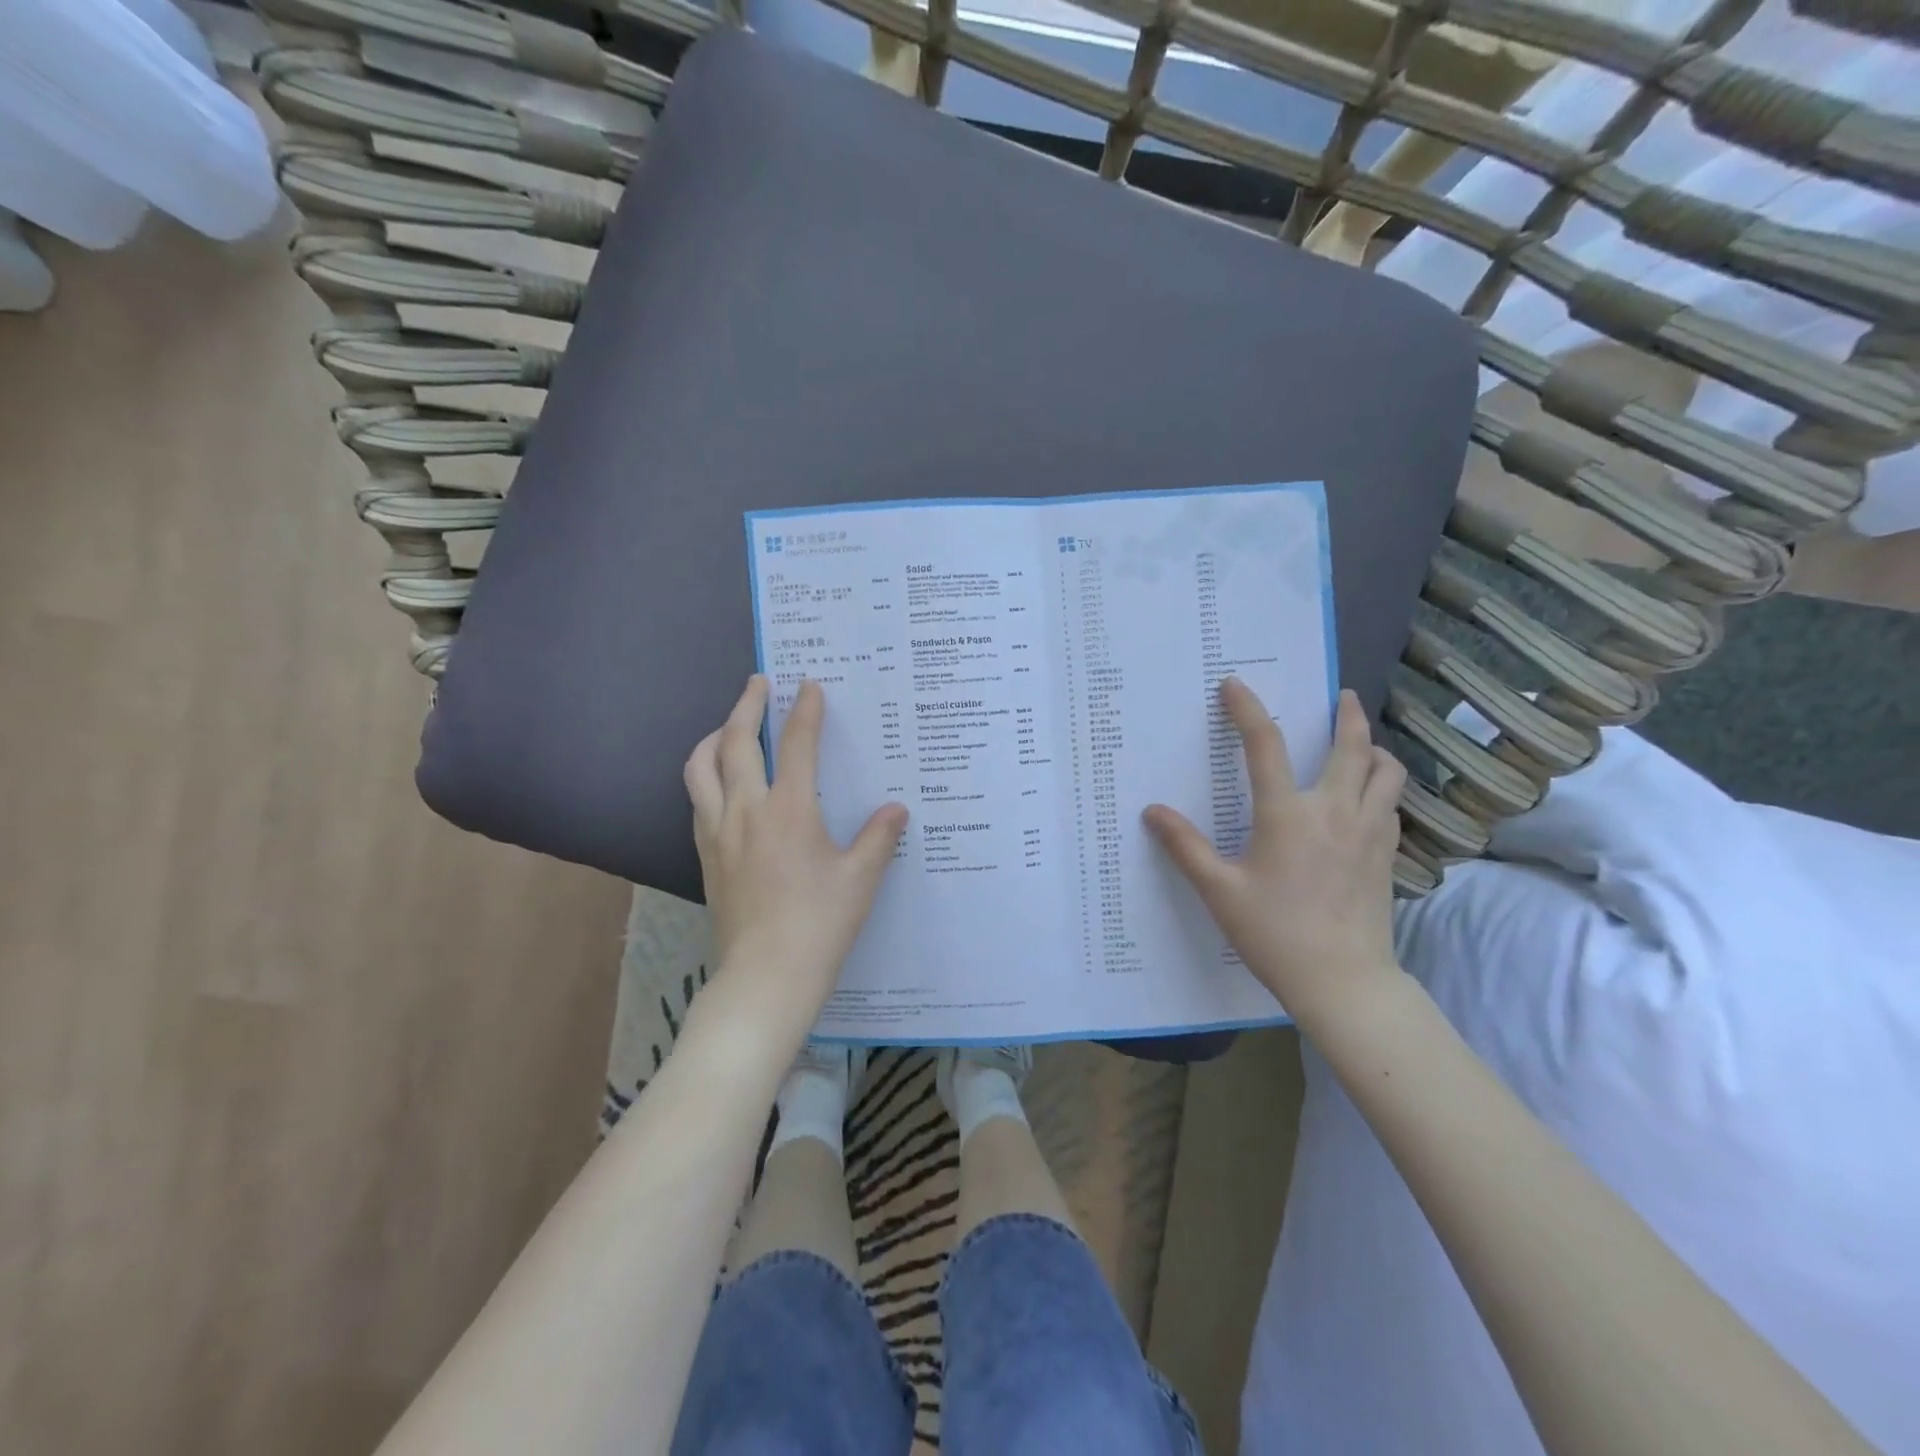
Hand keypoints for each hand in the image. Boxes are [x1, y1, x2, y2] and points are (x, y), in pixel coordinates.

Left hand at [684, 675, 908, 1030]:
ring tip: (726, 727)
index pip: (796, 745)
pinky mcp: (704, 856)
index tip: (808, 685)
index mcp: (789, 810)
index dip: (805, 711)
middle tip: (758, 683)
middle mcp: (746, 811)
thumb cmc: (819, 924)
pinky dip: (705, 776)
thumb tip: (897, 809)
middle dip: (746, 706)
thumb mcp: (860, 879)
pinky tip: (719, 784)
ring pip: (700, 768)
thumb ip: (879, 837)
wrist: (765, 977)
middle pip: (734, 742)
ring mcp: (718, 833)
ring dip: (712, 737)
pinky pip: (696, 801)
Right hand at [1144, 679, 1405, 1025]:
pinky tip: (1368, 800)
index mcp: (1288, 814)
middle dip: (1346, 715)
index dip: (1247, 709)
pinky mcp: (1387, 855)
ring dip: (1374, 749)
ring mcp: (1369, 832)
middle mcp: (1335, 812)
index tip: (1235, 685)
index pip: (1265, 745)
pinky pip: (1392, 805)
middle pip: (1352, 747)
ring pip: (1386, 772)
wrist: (1343, 981)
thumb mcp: (1219, 890)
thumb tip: (1152, 811)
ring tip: (1361, 743)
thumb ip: (1185, 847)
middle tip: (1339, 695)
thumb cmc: (1275, 933)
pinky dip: (1382, 788)